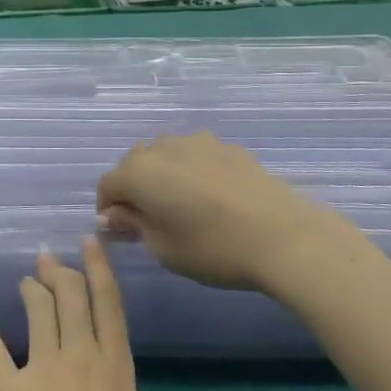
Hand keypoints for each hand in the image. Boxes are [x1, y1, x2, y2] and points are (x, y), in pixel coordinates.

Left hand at [0, 237, 168, 390]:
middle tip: (51, 257)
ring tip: (26, 279)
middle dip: (63, 272)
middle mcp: (81, 360)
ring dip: (32, 289)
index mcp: (119, 374)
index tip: (91, 243)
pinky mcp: (7, 390)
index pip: (111, 309)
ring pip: (37, 312)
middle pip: (72, 299)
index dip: (101, 271)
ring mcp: (41, 372)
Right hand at [95, 133, 383, 302]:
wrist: (283, 235)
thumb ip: (133, 225)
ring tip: (182, 208)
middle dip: (133, 189)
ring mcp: (197, 142)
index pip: (107, 186)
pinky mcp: (227, 147)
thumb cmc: (212, 248)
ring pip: (165, 156)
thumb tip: (114, 214)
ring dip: (162, 177)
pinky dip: (191, 173)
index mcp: (138, 171)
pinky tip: (211, 200)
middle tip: (149, 222)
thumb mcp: (162, 248)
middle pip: (133, 165)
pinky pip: (195, 157)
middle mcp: (161, 147)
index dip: (108, 210)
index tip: (121, 234)